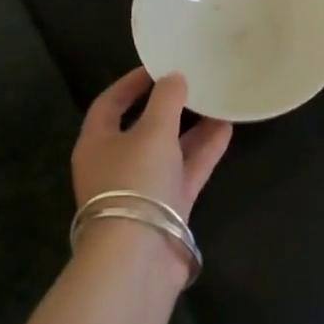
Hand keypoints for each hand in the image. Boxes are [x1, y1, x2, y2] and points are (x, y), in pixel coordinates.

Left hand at [72, 67, 232, 219]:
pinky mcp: (167, 207)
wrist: (138, 257)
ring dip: (192, 128)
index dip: (130, 83)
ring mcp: (142, 188)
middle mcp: (116, 164)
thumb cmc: (135, 182)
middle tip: (194, 83)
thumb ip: (166, 100)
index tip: (157, 66)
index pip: (109, 103)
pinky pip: (186, 170)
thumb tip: (174, 77)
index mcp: (97, 143)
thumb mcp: (152, 131)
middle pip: (143, 127)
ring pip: (169, 149)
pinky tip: (227, 129)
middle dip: (169, 106)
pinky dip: (204, 151)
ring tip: (218, 102)